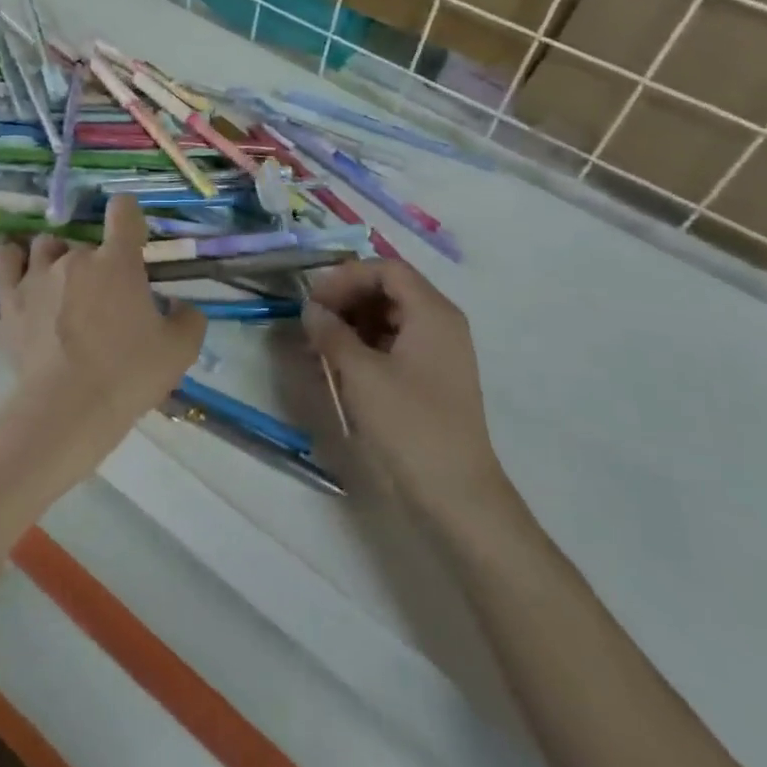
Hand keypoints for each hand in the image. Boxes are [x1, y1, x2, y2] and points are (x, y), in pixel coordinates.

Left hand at [0, 194, 205, 467]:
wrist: (68, 408)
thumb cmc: (128, 374)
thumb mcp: (180, 351)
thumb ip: (188, 318)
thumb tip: (178, 305)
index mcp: (118, 261)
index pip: (124, 210)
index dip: (130, 217)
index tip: (134, 241)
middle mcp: (76, 257)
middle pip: (86, 242)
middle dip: (98, 264)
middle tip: (106, 300)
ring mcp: (37, 275)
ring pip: (45, 245)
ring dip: (56, 258)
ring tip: (63, 286)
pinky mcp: (9, 300)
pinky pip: (3, 260)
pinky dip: (11, 260)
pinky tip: (21, 274)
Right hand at [304, 259, 503, 510]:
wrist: (457, 497)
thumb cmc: (410, 425)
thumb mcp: (361, 374)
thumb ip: (331, 333)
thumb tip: (310, 309)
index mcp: (433, 312)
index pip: (386, 269)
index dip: (346, 277)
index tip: (314, 300)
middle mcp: (440, 324)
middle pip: (388, 290)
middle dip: (346, 300)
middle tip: (312, 321)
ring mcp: (438, 353)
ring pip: (388, 318)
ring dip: (351, 325)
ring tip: (317, 347)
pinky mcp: (430, 379)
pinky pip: (393, 346)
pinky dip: (363, 348)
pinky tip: (336, 368)